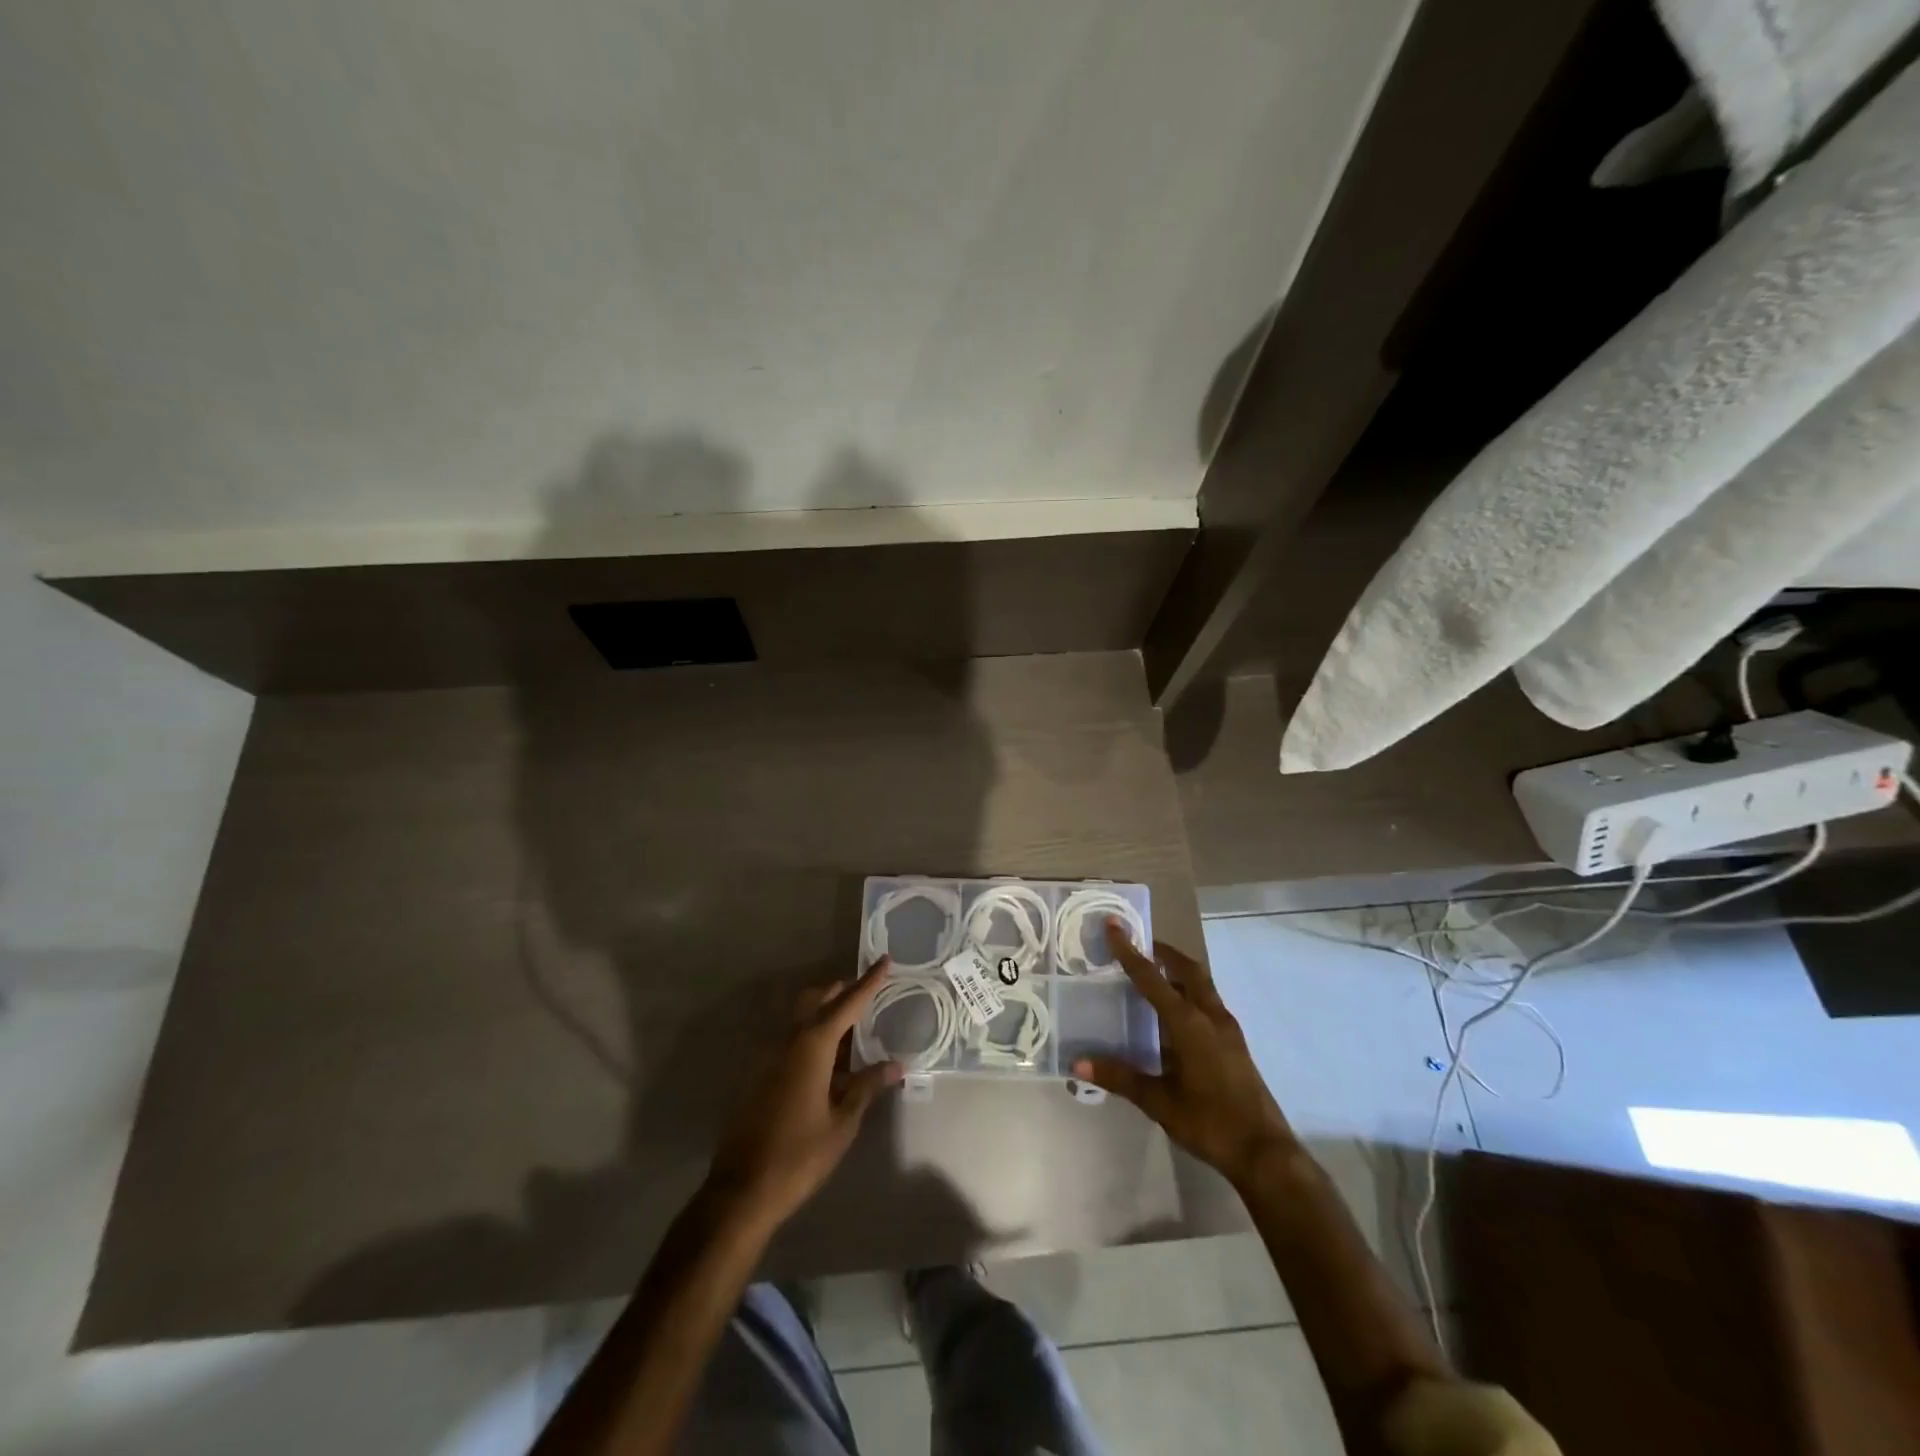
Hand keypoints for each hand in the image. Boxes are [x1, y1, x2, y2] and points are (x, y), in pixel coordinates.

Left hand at [707, 958, 903, 1226]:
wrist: (741, 1190)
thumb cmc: (799, 1156)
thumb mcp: (842, 1123)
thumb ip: (866, 1087)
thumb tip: (895, 1065)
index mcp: (812, 1046)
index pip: (847, 1004)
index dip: (868, 982)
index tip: (885, 960)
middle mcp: (788, 1042)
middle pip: (817, 1000)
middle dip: (843, 991)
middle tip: (869, 992)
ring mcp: (769, 1057)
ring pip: (802, 1019)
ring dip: (826, 1014)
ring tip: (854, 1029)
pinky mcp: (760, 1076)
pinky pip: (791, 1041)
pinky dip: (813, 1037)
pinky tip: (829, 1063)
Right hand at [1074, 922, 1296, 1189]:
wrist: (1264, 1153)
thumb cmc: (1209, 1122)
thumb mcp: (1159, 1101)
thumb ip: (1119, 1077)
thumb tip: (1077, 1063)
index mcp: (1189, 1022)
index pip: (1152, 977)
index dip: (1129, 951)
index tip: (1114, 925)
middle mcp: (1210, 1016)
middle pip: (1187, 970)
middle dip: (1163, 953)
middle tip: (1138, 945)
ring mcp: (1227, 1029)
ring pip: (1202, 985)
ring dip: (1179, 971)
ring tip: (1154, 973)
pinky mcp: (1234, 1044)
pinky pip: (1209, 1003)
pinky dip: (1189, 993)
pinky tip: (1175, 1014)